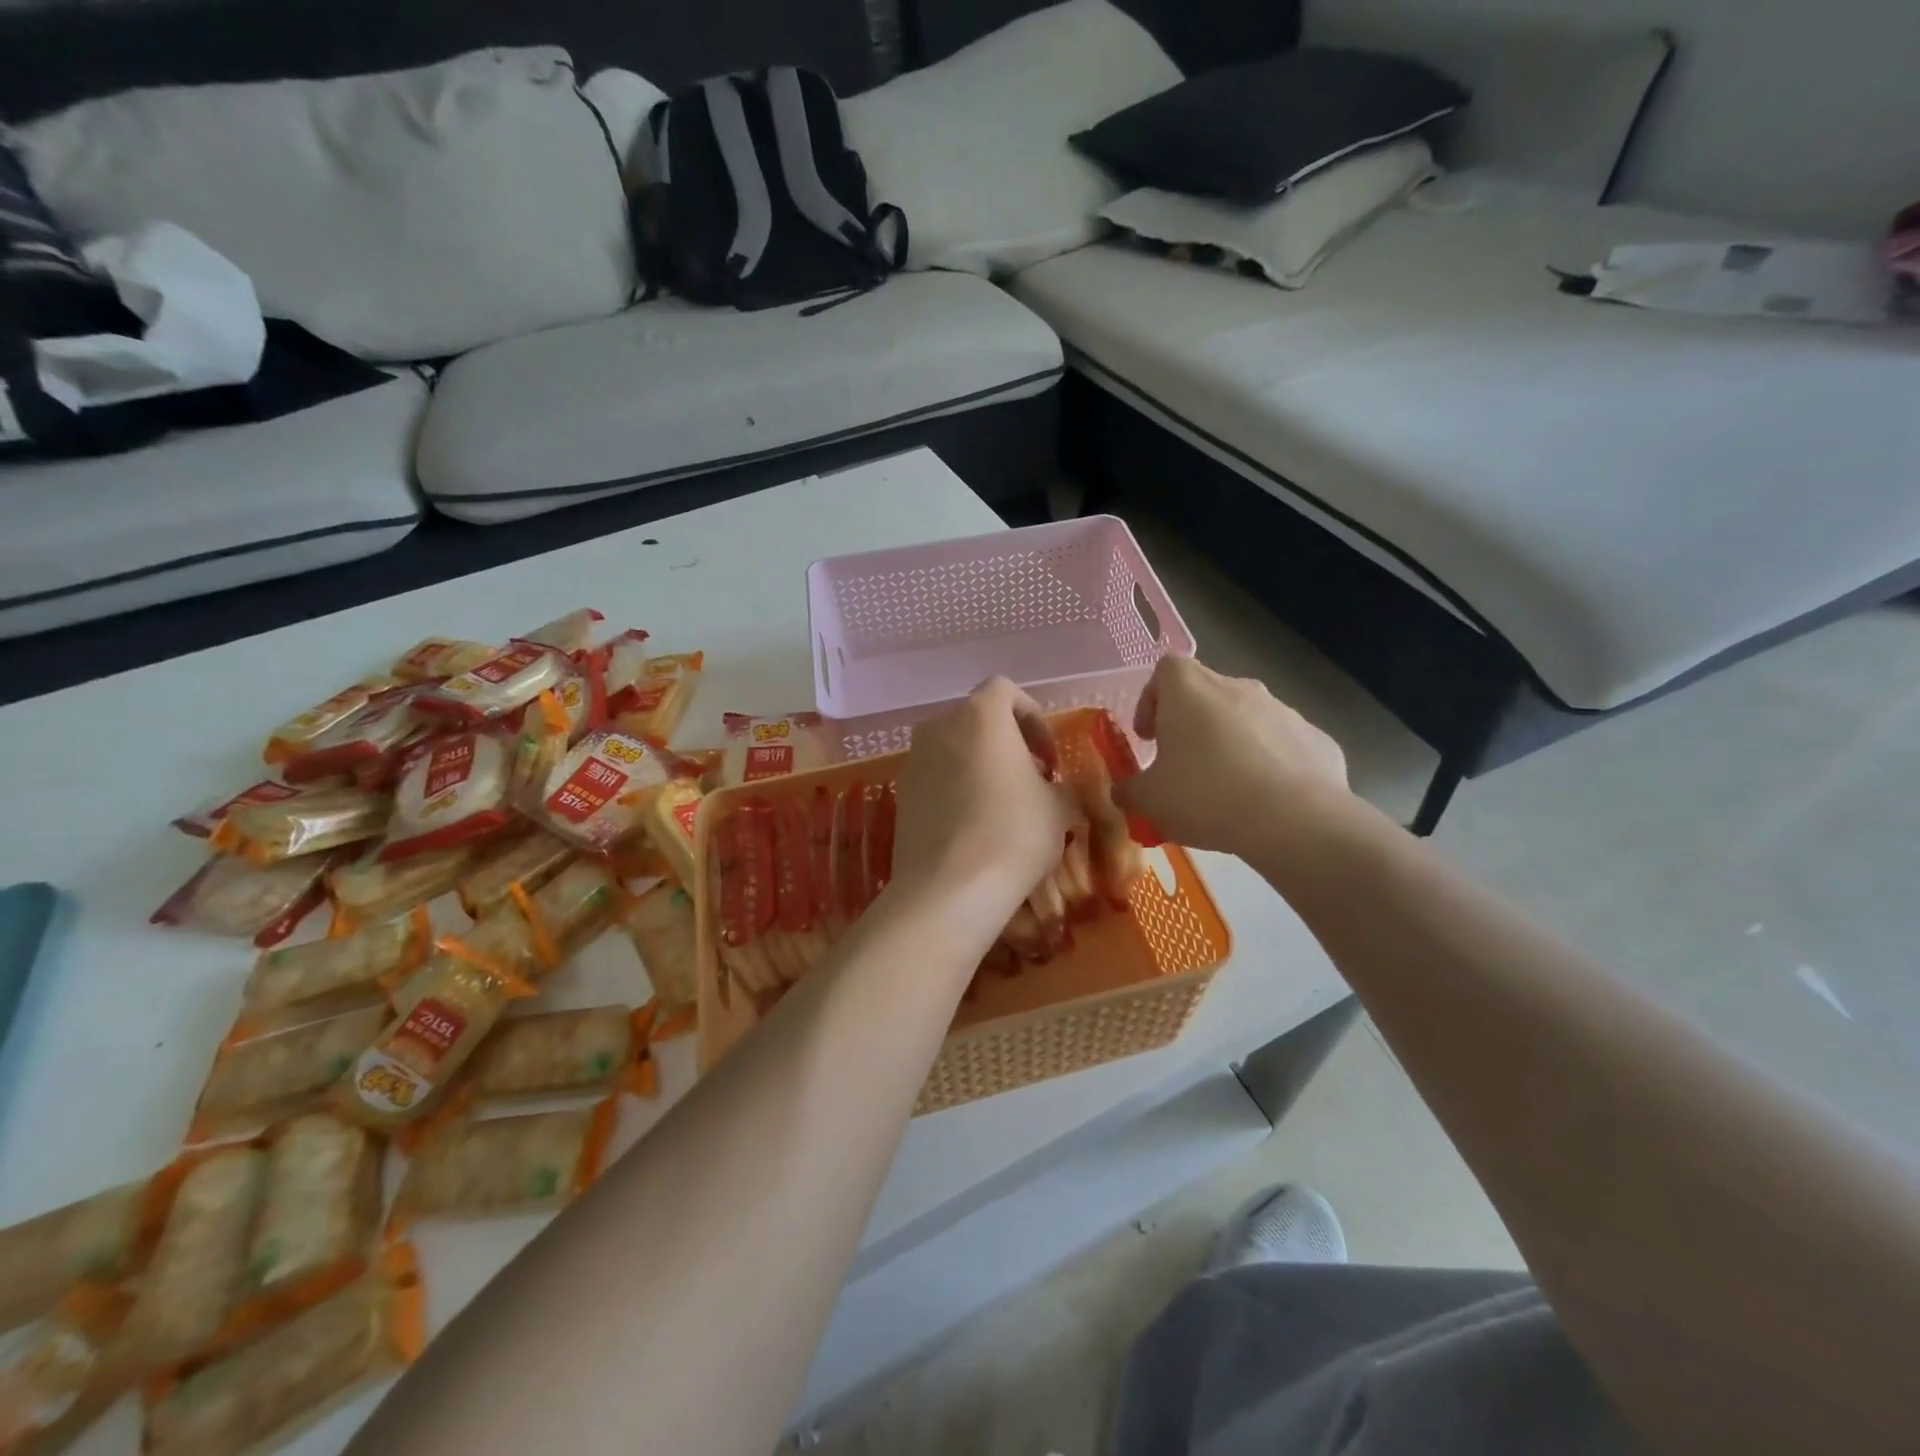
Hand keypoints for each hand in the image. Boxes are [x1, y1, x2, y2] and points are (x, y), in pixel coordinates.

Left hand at [891, 678, 1074, 917]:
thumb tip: (1054, 789)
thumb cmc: (1014, 833)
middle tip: (1030, 780)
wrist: (949, 888)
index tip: (1047, 757)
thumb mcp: (1059, 808)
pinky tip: (974, 826)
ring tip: (1003, 805)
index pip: (1005, 690)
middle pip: (976, 719)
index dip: (1032, 717)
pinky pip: (935, 777)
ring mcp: (913, 760)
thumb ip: (1060, 786)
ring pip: (953, 749)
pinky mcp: (900, 794)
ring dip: (980, 765)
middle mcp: (939, 726)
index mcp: (980, 715)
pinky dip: (955, 788)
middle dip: (1006, 742)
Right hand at [1115, 657, 1350, 857]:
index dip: (1152, 700)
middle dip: (1192, 726)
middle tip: (1183, 767)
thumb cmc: (1206, 796)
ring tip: (1227, 790)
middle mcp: (1237, 687)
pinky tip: (1266, 801)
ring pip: (1246, 719)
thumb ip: (1130, 790)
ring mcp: (1282, 709)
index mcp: (1190, 690)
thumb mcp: (1150, 800)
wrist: (1295, 820)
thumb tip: (1124, 790)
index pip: (1165, 671)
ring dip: (1231, 744)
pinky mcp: (1316, 738)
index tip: (1149, 737)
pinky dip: (1269, 764)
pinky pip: (1282, 746)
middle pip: (1206, 694)